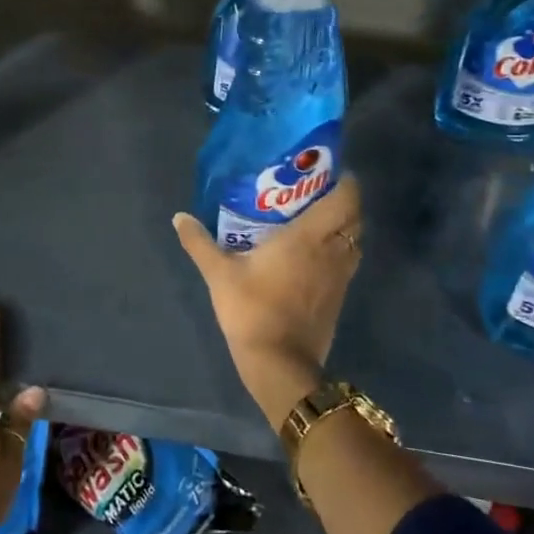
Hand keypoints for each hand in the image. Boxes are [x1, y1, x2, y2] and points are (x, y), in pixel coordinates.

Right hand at [172, 174, 363, 428]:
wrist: (279, 363)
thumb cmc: (251, 309)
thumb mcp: (218, 273)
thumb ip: (199, 242)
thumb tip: (179, 217)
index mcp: (309, 237)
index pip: (345, 199)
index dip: (344, 181)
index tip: (326, 170)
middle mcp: (332, 251)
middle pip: (354, 216)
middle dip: (341, 199)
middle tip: (314, 191)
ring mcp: (340, 276)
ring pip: (354, 239)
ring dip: (342, 226)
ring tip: (315, 218)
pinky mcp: (339, 296)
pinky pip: (348, 260)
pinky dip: (339, 248)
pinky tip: (314, 252)